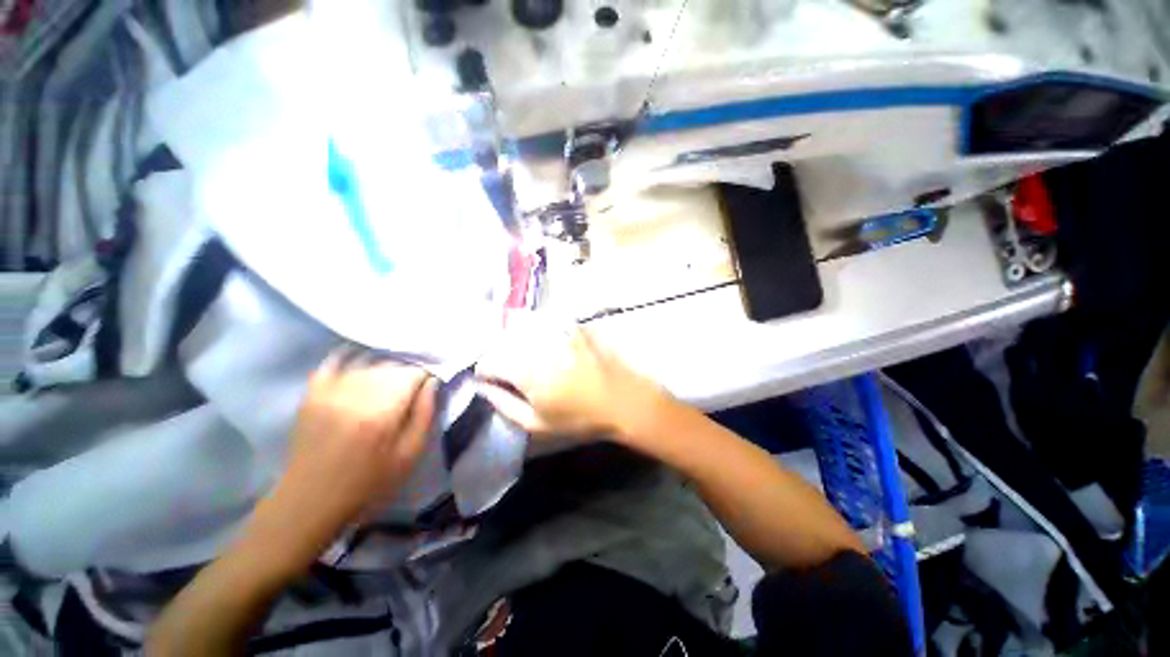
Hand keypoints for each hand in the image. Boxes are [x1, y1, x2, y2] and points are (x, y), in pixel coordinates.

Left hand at [268, 354, 437, 545]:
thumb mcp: (409, 455)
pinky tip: (361, 358)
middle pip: (392, 365)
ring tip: (392, 380)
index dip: (426, 375)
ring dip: (385, 367)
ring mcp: (329, 392)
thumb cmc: (368, 482)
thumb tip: (432, 382)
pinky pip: (332, 363)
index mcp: (382, 412)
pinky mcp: (311, 394)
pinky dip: (349, 356)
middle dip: (408, 371)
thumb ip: (425, 414)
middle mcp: (355, 395)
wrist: (310, 501)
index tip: (431, 384)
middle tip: (413, 386)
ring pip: (367, 363)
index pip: (413, 373)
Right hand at [474, 312, 665, 439]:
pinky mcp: (574, 326)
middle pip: (505, 342)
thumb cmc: (580, 418)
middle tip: (512, 370)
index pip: (489, 360)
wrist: (623, 400)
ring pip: (525, 329)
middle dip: (502, 355)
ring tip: (531, 358)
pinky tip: (551, 347)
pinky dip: (541, 332)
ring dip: (520, 341)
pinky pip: (547, 323)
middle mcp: (539, 346)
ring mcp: (559, 332)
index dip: (485, 370)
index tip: (492, 379)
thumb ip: (505, 404)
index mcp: (527, 372)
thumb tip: (483, 387)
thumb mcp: (538, 424)